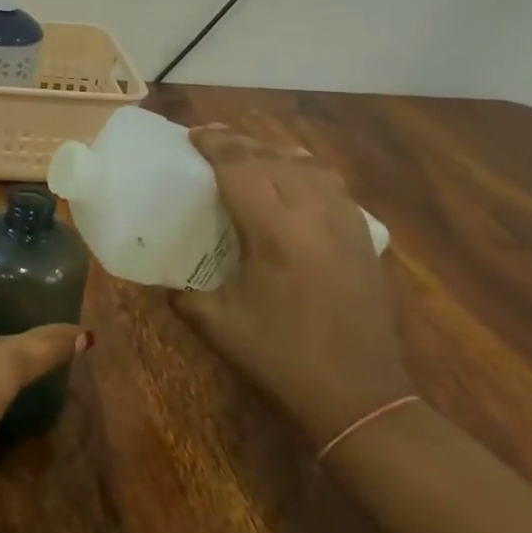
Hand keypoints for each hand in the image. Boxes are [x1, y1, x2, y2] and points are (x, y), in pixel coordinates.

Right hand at [173, 126, 412, 448]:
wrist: (359, 396)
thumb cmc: (281, 359)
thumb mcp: (218, 325)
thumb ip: (184, 293)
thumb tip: (167, 279)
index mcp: (274, 231)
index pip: (240, 165)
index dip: (214, 143)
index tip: (193, 135)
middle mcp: (313, 214)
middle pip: (272, 157)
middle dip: (239, 143)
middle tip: (211, 142)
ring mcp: (345, 222)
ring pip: (308, 164)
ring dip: (274, 153)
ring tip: (250, 156)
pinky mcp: (363, 237)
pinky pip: (332, 184)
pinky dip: (305, 170)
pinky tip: (294, 182)